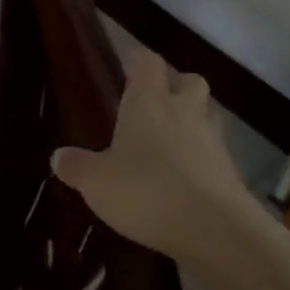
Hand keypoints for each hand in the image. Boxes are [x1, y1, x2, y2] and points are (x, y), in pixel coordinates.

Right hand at [49, 49, 250, 259]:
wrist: (215, 229)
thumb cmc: (147, 190)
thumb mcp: (97, 182)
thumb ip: (77, 166)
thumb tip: (58, 157)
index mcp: (149, 101)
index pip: (148, 61)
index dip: (138, 60)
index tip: (127, 66)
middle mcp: (184, 111)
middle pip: (188, 81)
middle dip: (175, 86)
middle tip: (154, 103)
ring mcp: (213, 140)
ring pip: (206, 115)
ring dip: (192, 121)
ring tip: (171, 142)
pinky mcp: (231, 172)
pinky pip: (215, 154)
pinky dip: (202, 160)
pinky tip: (185, 180)